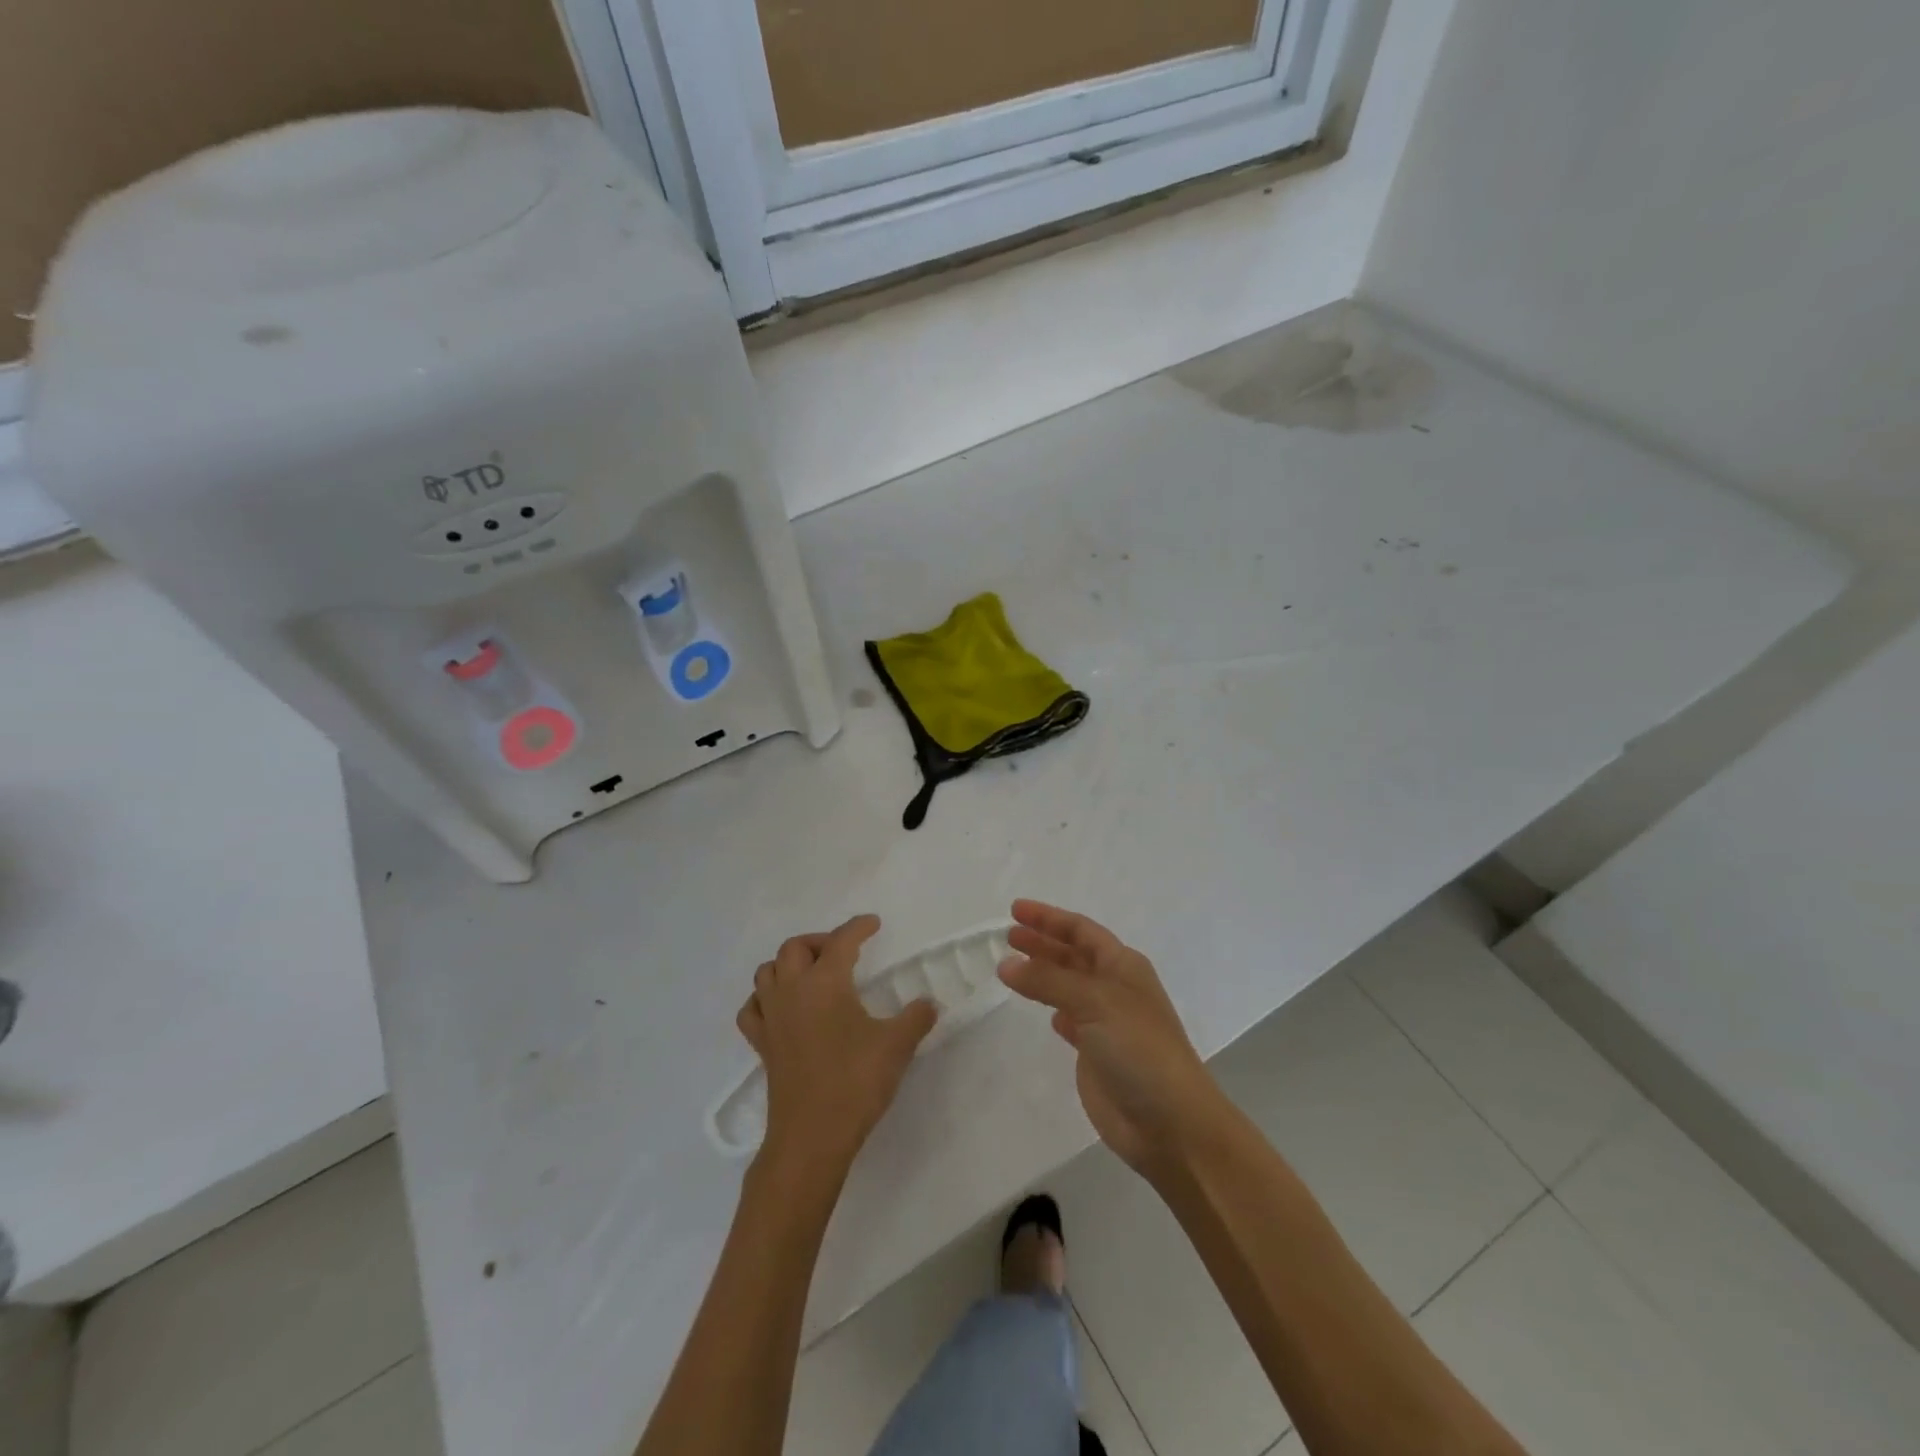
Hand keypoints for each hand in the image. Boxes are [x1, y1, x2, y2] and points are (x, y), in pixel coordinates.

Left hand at [737, 914, 936, 1173]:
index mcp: (825, 982)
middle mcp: (792, 991)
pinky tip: (781, 1008)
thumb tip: (929, 1004)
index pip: (841, 941)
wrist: (811, 1136)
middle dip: (819, 942)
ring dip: (788, 964)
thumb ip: (916, 1018)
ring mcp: (772, 1018)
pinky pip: (752, 1008)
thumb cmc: (855, 1082)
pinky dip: (764, 999)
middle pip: (795, 947)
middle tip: (843, 953)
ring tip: (812, 975)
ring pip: (767, 972)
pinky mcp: (762, 1045)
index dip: (858, 928)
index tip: (873, 924)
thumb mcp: (896, 1046)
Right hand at [999, 900, 1221, 1176]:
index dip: (1049, 917)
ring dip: (1043, 973)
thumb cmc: (1139, 1049)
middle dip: (1042, 942)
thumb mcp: (1095, 1002)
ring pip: (1067, 986)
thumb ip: (1048, 980)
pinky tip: (1043, 1011)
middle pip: (1072, 954)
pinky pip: (1070, 1020)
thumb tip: (1006, 963)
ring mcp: (1106, 1022)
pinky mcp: (1096, 1054)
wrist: (1170, 1123)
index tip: (1015, 910)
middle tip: (1007, 936)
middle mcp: (1115, 987)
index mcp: (1123, 965)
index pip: (1081, 930)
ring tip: (1011, 966)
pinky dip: (1054, 1009)